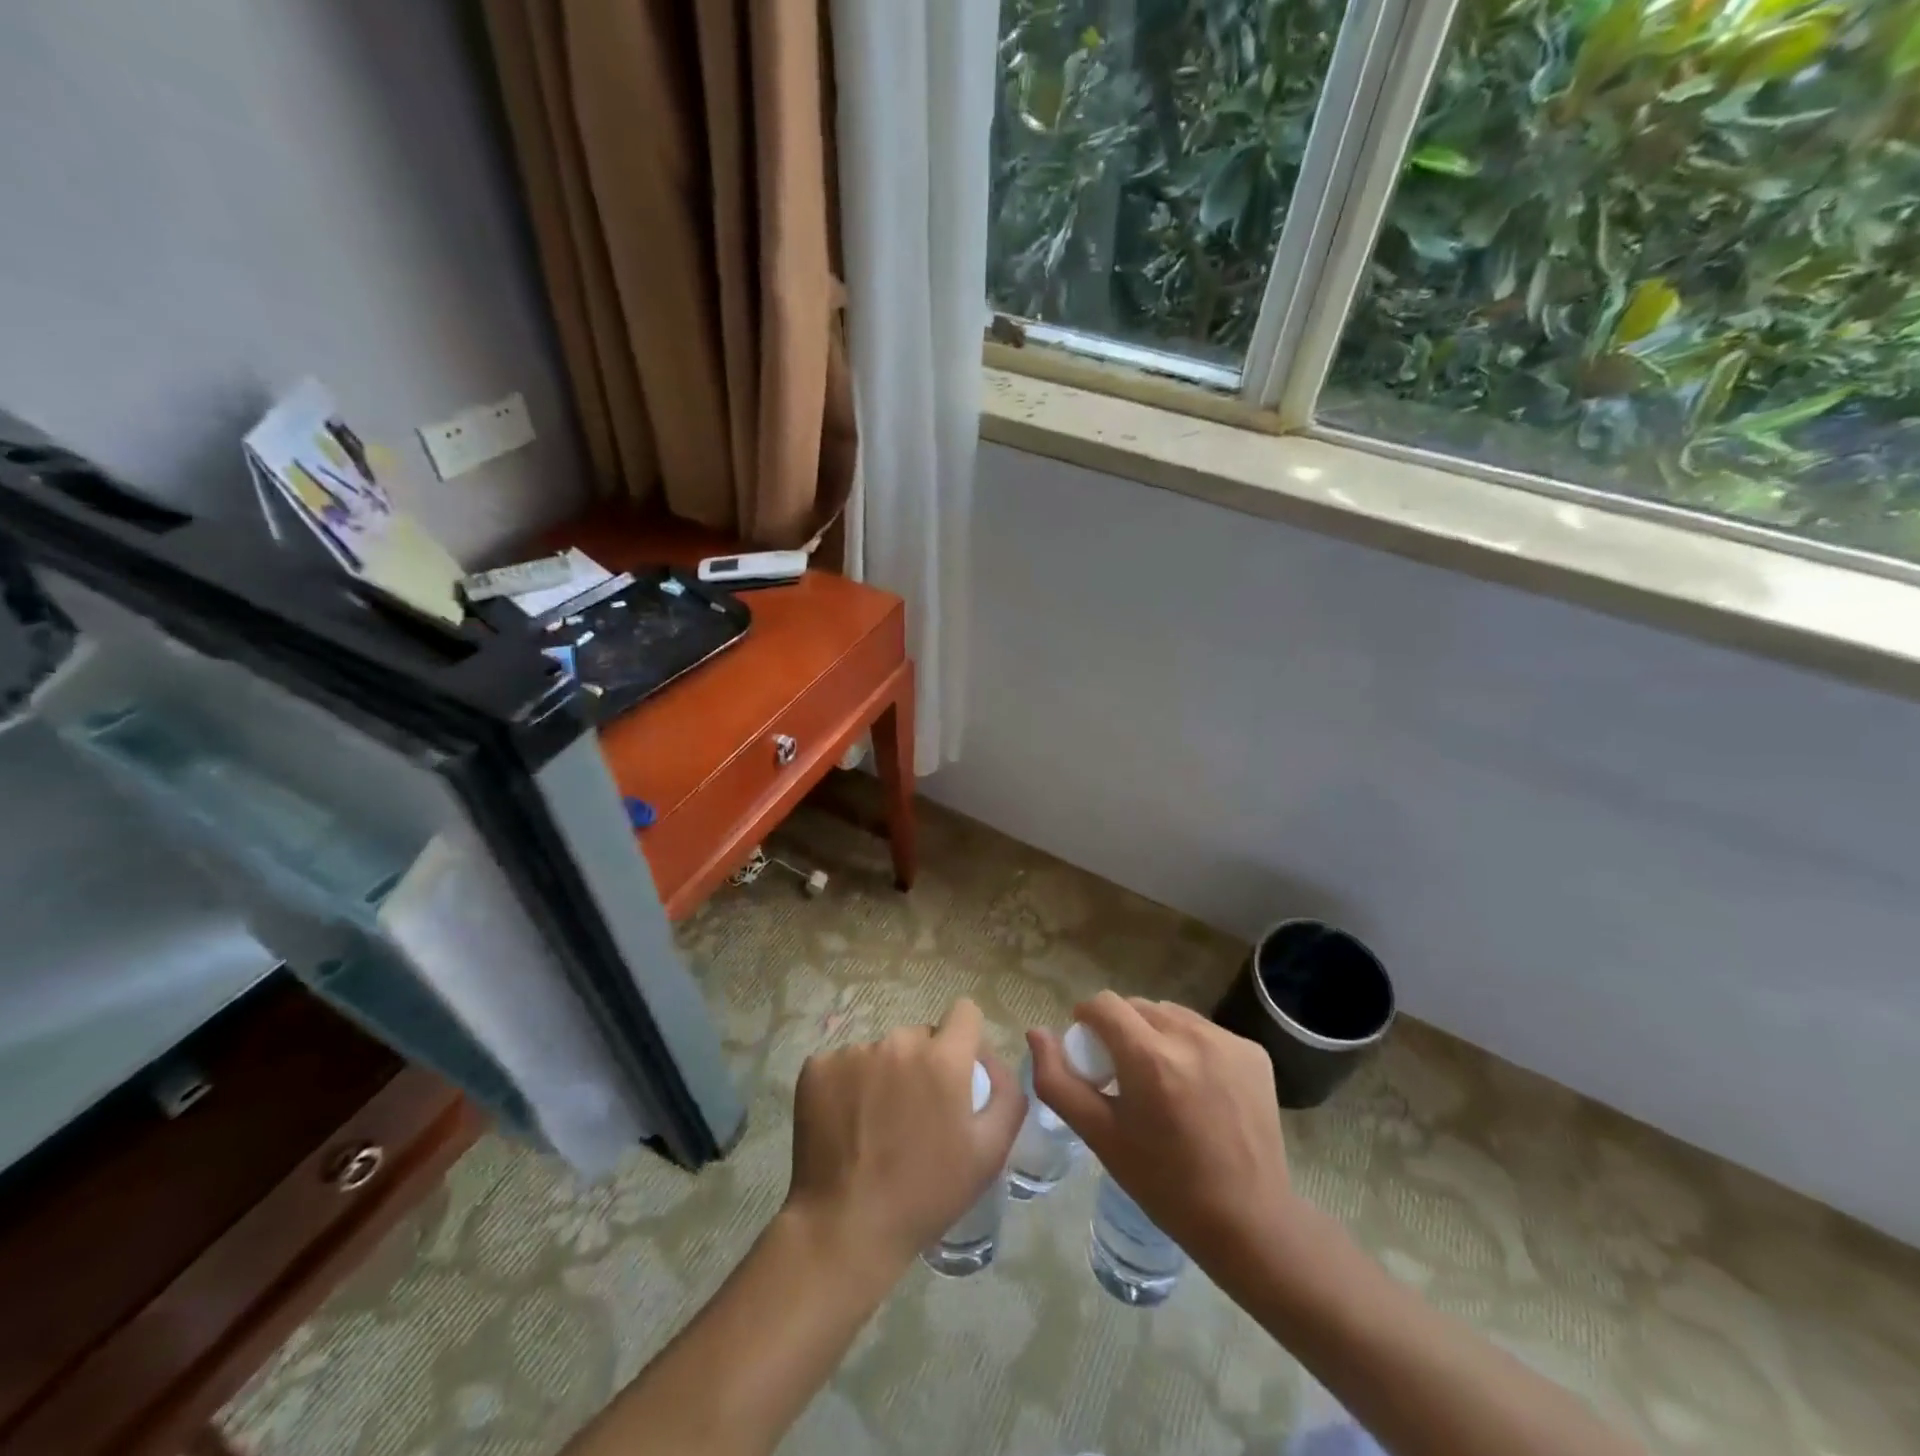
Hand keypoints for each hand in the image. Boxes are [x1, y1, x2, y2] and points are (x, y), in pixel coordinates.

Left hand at [786, 999, 1024, 1273]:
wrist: (846, 1228)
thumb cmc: (927, 1193)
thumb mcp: (989, 1153)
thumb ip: (1006, 1096)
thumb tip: (994, 1061)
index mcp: (943, 1058)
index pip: (964, 1012)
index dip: (966, 1038)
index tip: (958, 1071)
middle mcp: (898, 1042)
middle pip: (920, 1035)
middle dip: (924, 1063)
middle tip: (916, 1113)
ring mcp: (853, 1052)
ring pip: (881, 1051)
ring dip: (885, 1075)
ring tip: (877, 1124)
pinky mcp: (818, 1068)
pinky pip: (843, 1064)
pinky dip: (848, 1086)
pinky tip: (846, 1124)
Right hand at [1029, 991, 1294, 1267]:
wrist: (1249, 1222)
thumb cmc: (1165, 1184)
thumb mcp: (1100, 1137)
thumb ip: (1058, 1081)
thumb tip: (1036, 1033)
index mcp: (1150, 1058)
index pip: (1105, 1004)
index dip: (1088, 1020)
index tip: (1089, 1050)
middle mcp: (1191, 1037)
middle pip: (1138, 1007)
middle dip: (1122, 1030)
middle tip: (1124, 1074)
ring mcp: (1227, 1042)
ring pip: (1172, 1014)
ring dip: (1156, 1034)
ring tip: (1162, 1080)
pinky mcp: (1253, 1052)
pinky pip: (1205, 1031)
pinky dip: (1191, 1047)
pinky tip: (1197, 1087)